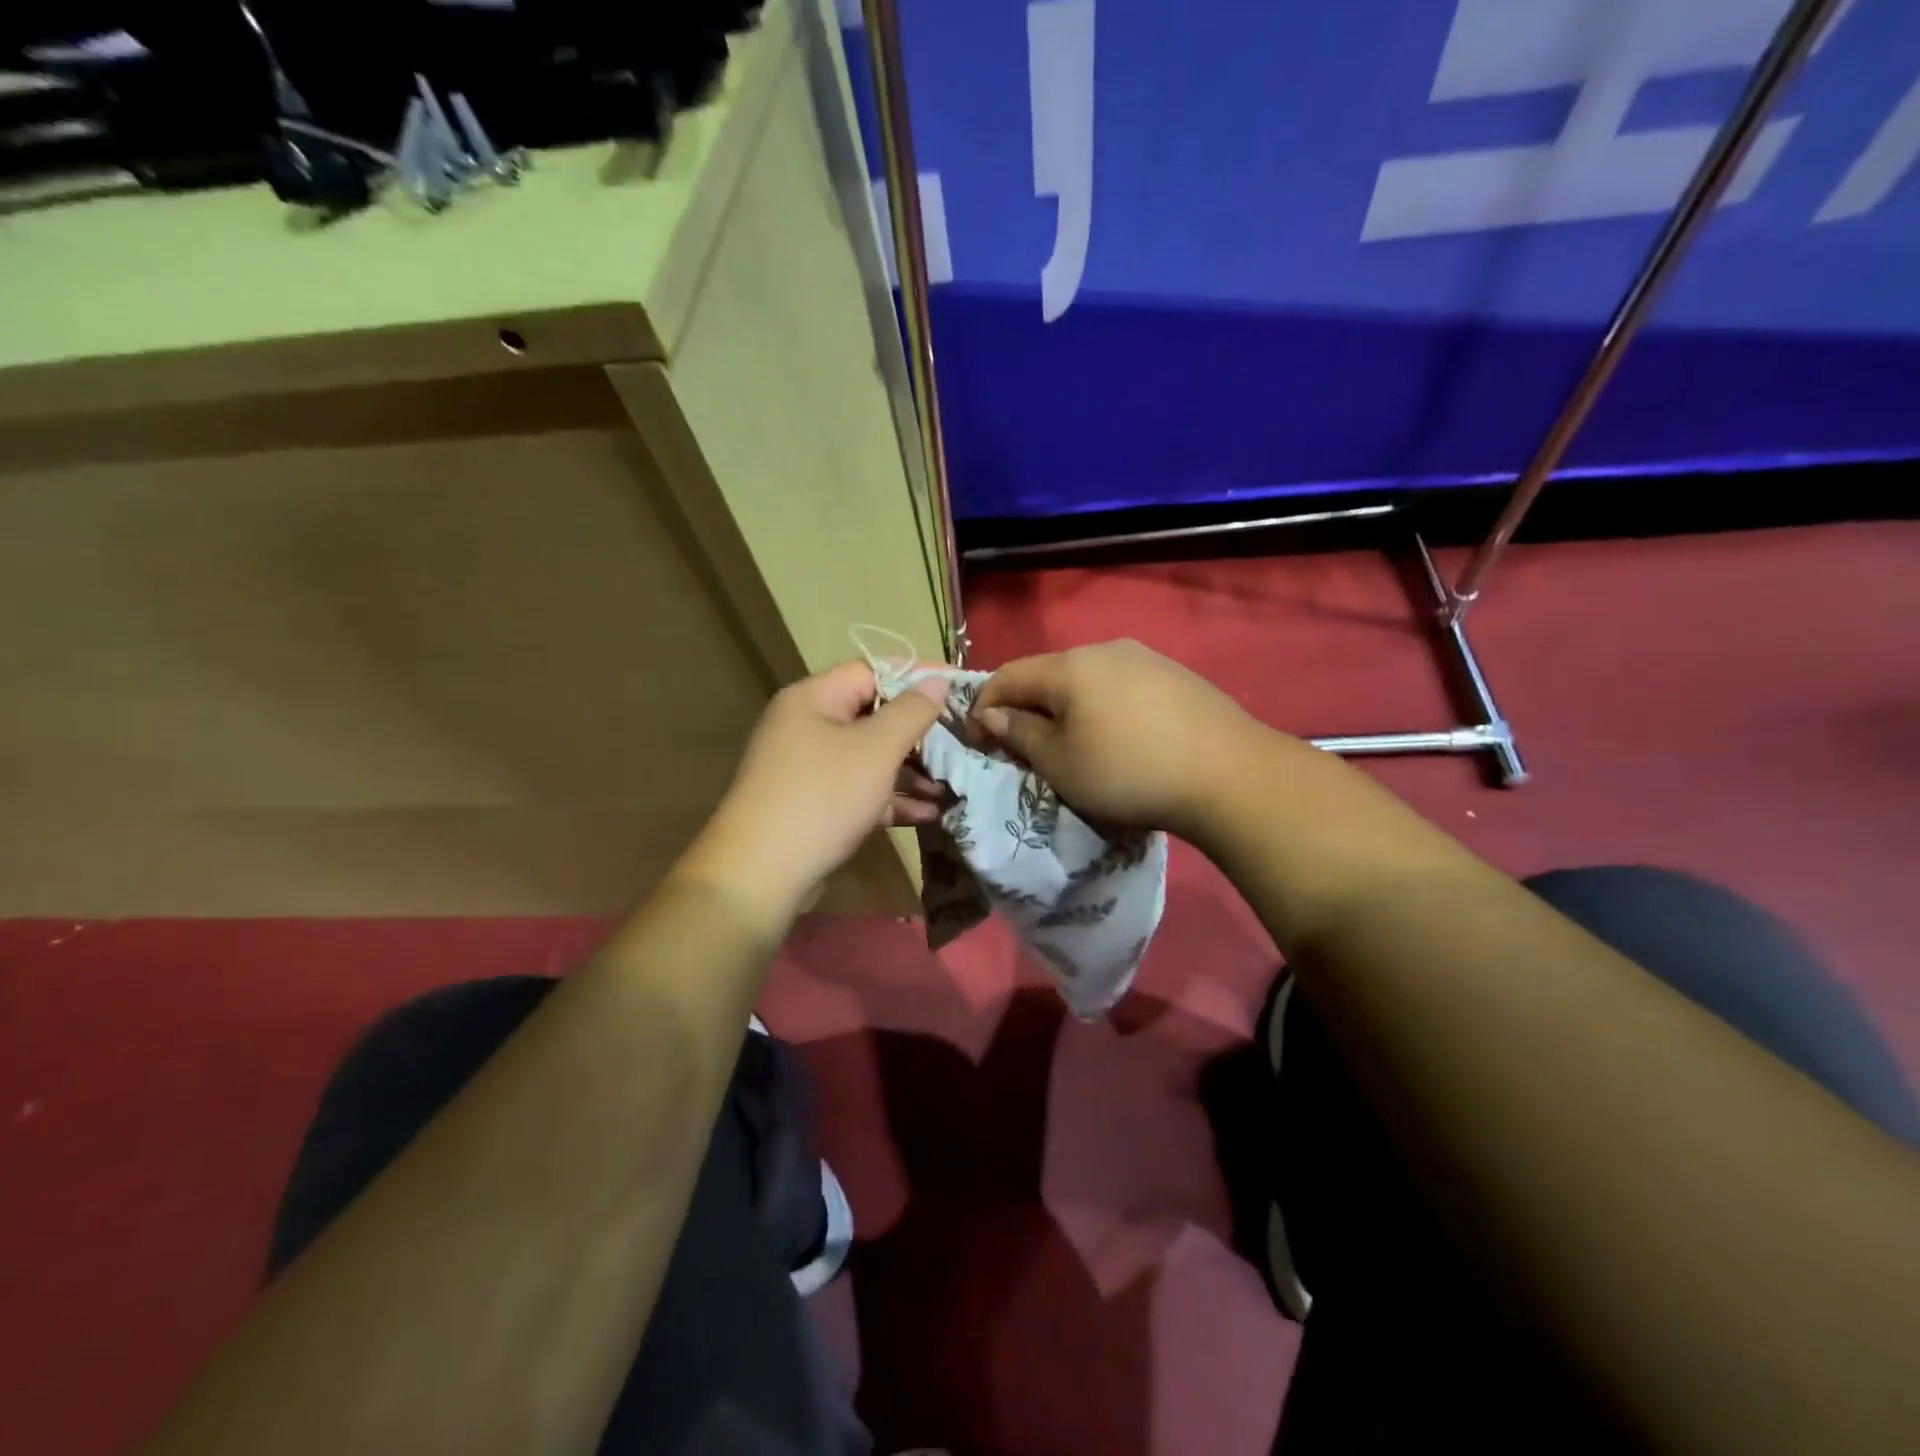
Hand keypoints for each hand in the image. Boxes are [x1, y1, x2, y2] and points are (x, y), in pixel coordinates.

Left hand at [681, 660, 945, 920]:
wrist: (760, 874)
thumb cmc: (823, 797)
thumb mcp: (876, 749)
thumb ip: (912, 711)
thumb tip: (937, 680)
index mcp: (814, 698)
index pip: (872, 670)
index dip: (917, 676)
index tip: (959, 688)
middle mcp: (806, 726)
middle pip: (872, 714)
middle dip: (919, 732)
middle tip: (961, 742)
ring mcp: (807, 767)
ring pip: (868, 757)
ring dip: (910, 770)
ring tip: (951, 785)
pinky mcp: (812, 804)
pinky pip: (858, 789)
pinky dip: (890, 797)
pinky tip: (928, 814)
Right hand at [971, 639, 1263, 840]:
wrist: (1229, 774)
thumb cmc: (1128, 771)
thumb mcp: (1060, 762)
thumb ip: (1019, 733)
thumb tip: (993, 714)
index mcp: (1068, 666)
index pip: (1007, 676)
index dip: (983, 706)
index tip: (978, 741)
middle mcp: (1104, 649)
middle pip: (1048, 674)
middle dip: (1026, 708)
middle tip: (1021, 747)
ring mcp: (1145, 658)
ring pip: (1086, 679)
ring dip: (1065, 708)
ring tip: (1069, 744)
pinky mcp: (1175, 675)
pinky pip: (1120, 686)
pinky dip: (1101, 708)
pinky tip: (1116, 736)